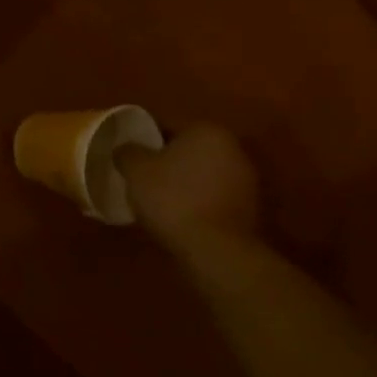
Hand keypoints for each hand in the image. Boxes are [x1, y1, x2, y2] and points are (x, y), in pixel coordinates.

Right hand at [114, 122, 260, 249]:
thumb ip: (128, 152)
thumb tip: (126, 149)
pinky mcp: (250, 208)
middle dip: (167, 161)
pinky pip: (213, 196)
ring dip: (184, 182)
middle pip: (188, 150)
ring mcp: (246, 180)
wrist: (216, 249)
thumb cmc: (172, 198)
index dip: (145, 140)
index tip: (131, 156)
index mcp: (206, 131)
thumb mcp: (135, 170)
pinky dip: (198, 201)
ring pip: (202, 173)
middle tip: (142, 176)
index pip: (167, 127)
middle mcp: (233, 148)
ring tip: (158, 199)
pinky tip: (179, 215)